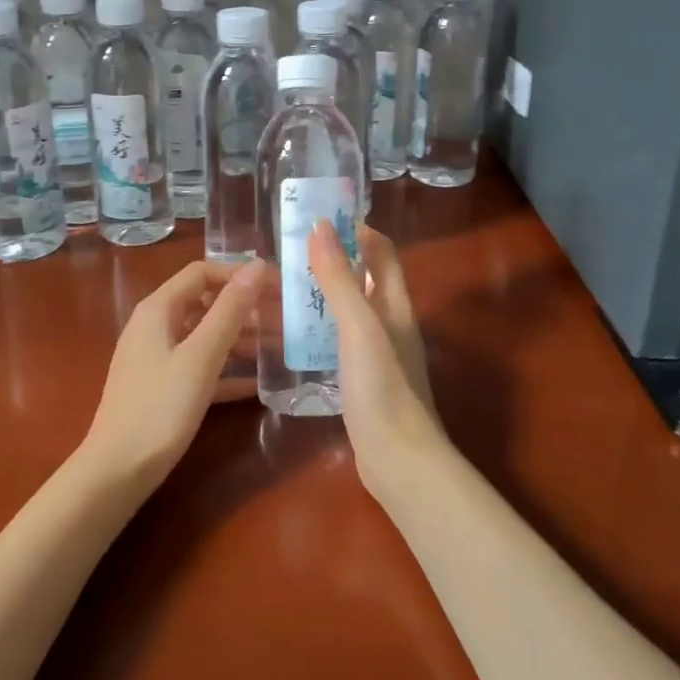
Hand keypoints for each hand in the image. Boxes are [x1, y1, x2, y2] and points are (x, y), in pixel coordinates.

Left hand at [80, 260, 264, 488]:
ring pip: (205, 336)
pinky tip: (257, 385)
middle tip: (284, 319)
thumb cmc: (160, 408)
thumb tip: (257, 266)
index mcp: (159, 309)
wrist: (117, 473)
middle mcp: (155, 326)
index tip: (276, 287)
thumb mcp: (201, 356)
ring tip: (279, 348)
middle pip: (205, 303)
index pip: (203, 272)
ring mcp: (157, 358)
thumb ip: (230, 310)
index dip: (239, 275)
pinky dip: (226, 369)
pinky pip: (200, 366)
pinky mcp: (162, 387)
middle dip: (245, 308)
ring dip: (240, 339)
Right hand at [308, 221, 447, 501]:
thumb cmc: (382, 387)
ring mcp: (378, 352)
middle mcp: (390, 322)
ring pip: (349, 309)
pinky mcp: (363, 379)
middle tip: (288, 253)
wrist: (398, 461)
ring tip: (281, 287)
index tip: (318, 218)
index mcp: (395, 303)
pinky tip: (291, 335)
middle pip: (364, 277)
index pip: (381, 251)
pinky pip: (339, 340)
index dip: (356, 229)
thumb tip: (321, 225)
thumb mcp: (358, 327)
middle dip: (332, 260)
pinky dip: (318, 328)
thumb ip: (339, 279)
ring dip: (322, 294)